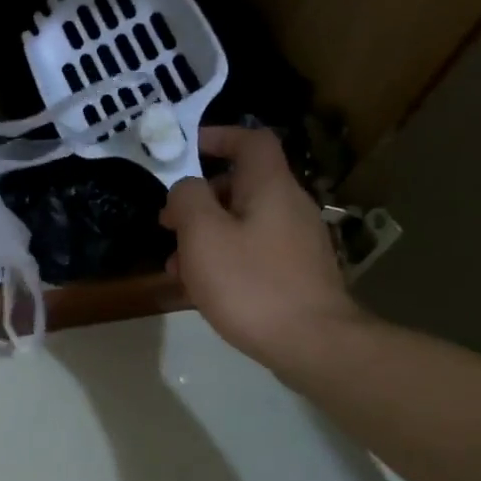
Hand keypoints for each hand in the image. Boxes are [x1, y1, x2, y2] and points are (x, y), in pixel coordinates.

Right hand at [160, 126, 364, 374]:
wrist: (312, 343)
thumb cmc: (251, 283)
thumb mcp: (203, 235)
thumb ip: (187, 200)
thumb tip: (186, 188)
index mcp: (270, 187)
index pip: (250, 141)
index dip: (217, 137)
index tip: (183, 151)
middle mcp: (290, 206)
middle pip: (242, 184)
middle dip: (200, 198)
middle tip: (168, 222)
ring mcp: (297, 242)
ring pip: (244, 222)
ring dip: (207, 234)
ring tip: (177, 265)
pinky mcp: (297, 273)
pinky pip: (254, 251)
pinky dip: (226, 257)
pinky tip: (204, 288)